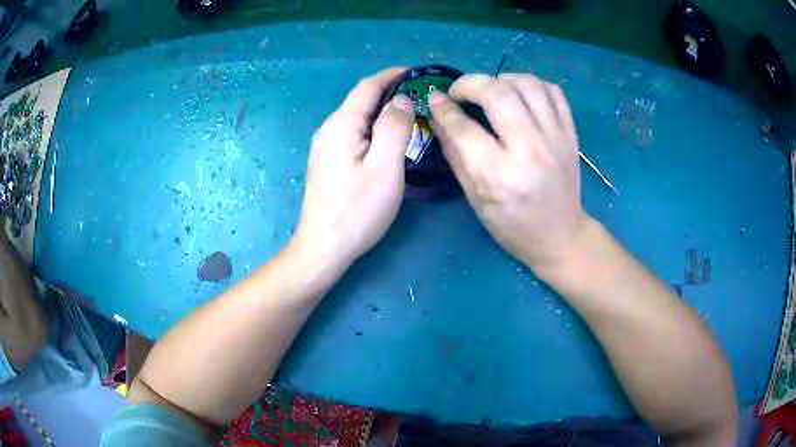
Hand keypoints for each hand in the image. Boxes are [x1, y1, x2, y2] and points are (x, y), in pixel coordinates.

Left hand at [293, 68, 414, 269]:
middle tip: (418, 98)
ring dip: (380, 111)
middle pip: (360, 101)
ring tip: (407, 116)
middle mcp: (328, 129)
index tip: (414, 72)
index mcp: (342, 124)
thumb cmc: (358, 209)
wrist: (324, 247)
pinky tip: (384, 140)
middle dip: (388, 92)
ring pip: (356, 118)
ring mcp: (324, 147)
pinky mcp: (325, 162)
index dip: (390, 75)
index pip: (367, 87)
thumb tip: (400, 100)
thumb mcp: (385, 166)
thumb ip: (394, 126)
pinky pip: (351, 134)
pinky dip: (371, 128)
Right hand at [429, 73, 588, 271]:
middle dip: (469, 83)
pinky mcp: (570, 134)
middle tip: (459, 91)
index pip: (464, 127)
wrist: (560, 235)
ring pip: (527, 84)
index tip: (436, 99)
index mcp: (500, 176)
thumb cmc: (512, 226)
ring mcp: (555, 139)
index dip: (444, 108)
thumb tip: (439, 116)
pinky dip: (531, 84)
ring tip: (490, 90)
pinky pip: (552, 91)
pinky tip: (519, 95)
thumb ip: (455, 154)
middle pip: (497, 93)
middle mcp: (530, 150)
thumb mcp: (475, 198)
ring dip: (501, 79)